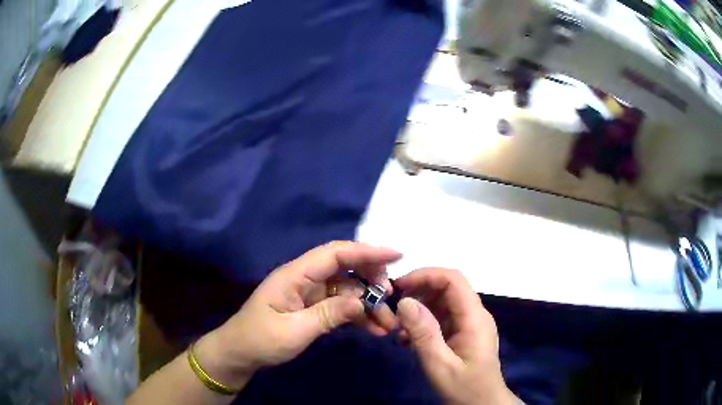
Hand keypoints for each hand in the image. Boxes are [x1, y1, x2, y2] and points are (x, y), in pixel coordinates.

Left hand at [194, 242, 400, 386]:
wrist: (240, 354)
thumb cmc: (261, 339)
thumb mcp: (294, 330)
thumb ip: (328, 314)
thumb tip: (362, 301)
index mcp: (295, 275)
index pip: (335, 253)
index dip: (366, 251)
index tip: (396, 255)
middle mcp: (305, 279)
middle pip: (345, 268)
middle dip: (372, 280)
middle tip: (391, 299)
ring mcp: (310, 294)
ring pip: (347, 290)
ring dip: (368, 304)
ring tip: (387, 324)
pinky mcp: (313, 308)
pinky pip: (341, 306)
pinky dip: (358, 315)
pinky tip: (373, 329)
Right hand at [395, 268, 519, 404]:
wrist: (482, 404)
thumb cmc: (464, 387)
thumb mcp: (439, 364)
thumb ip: (423, 333)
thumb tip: (404, 301)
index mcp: (474, 317)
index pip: (453, 279)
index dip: (425, 275)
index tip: (398, 287)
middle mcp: (475, 314)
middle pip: (447, 288)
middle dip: (418, 292)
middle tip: (392, 308)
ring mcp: (470, 323)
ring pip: (443, 302)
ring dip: (419, 309)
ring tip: (398, 329)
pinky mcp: (464, 333)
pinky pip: (443, 318)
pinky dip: (424, 322)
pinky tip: (408, 340)